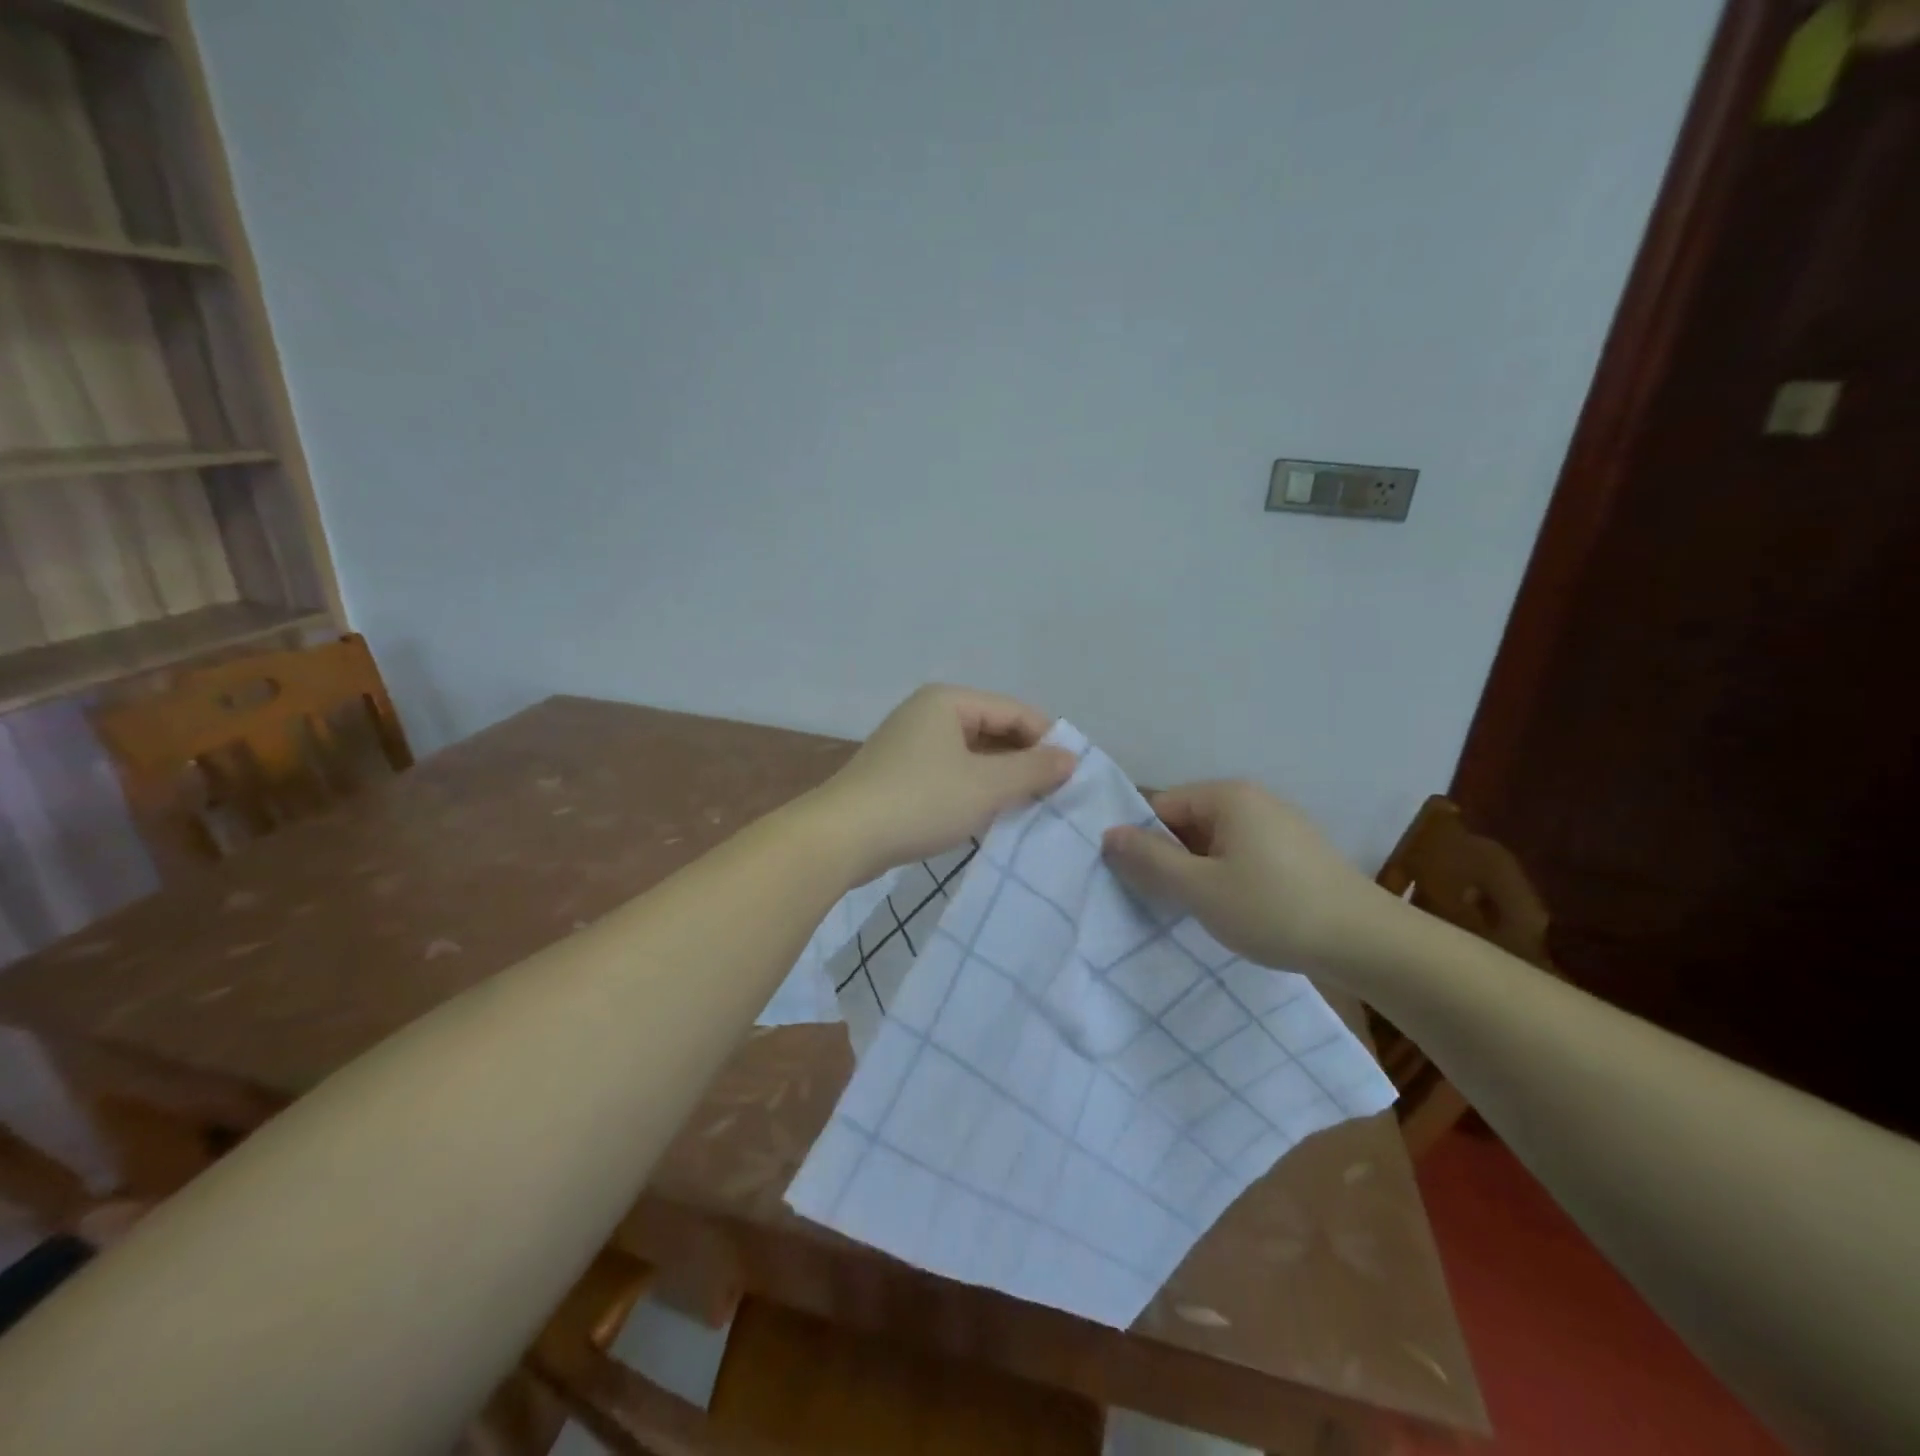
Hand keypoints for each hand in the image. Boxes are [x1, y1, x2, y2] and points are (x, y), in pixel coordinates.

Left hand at [817, 685, 1075, 881]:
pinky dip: (973, 788)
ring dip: (1000, 778)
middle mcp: (928, 713)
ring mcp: (909, 743)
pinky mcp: (898, 773)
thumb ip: (1033, 769)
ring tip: (1027, 807)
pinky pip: (950, 772)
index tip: (1073, 776)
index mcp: (948, 701)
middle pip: (993, 729)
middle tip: (1053, 795)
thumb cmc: (921, 802)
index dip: (1048, 740)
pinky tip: (987, 814)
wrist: (841, 837)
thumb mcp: (987, 786)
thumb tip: (1070, 757)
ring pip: (972, 754)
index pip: (1015, 711)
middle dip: (1023, 761)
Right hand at [1101, 780, 1389, 978]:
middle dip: (1168, 858)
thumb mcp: (1200, 889)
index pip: (1159, 805)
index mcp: (1227, 796)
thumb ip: (1149, 859)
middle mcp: (1252, 799)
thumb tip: (1107, 834)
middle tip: (1156, 900)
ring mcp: (1278, 825)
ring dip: (1195, 872)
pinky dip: (1225, 877)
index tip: (1130, 880)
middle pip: (1186, 822)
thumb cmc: (1274, 910)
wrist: (1369, 944)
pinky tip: (1230, 910)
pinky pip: (1240, 855)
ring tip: (1191, 909)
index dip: (1140, 841)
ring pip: (1213, 842)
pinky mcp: (1295, 852)